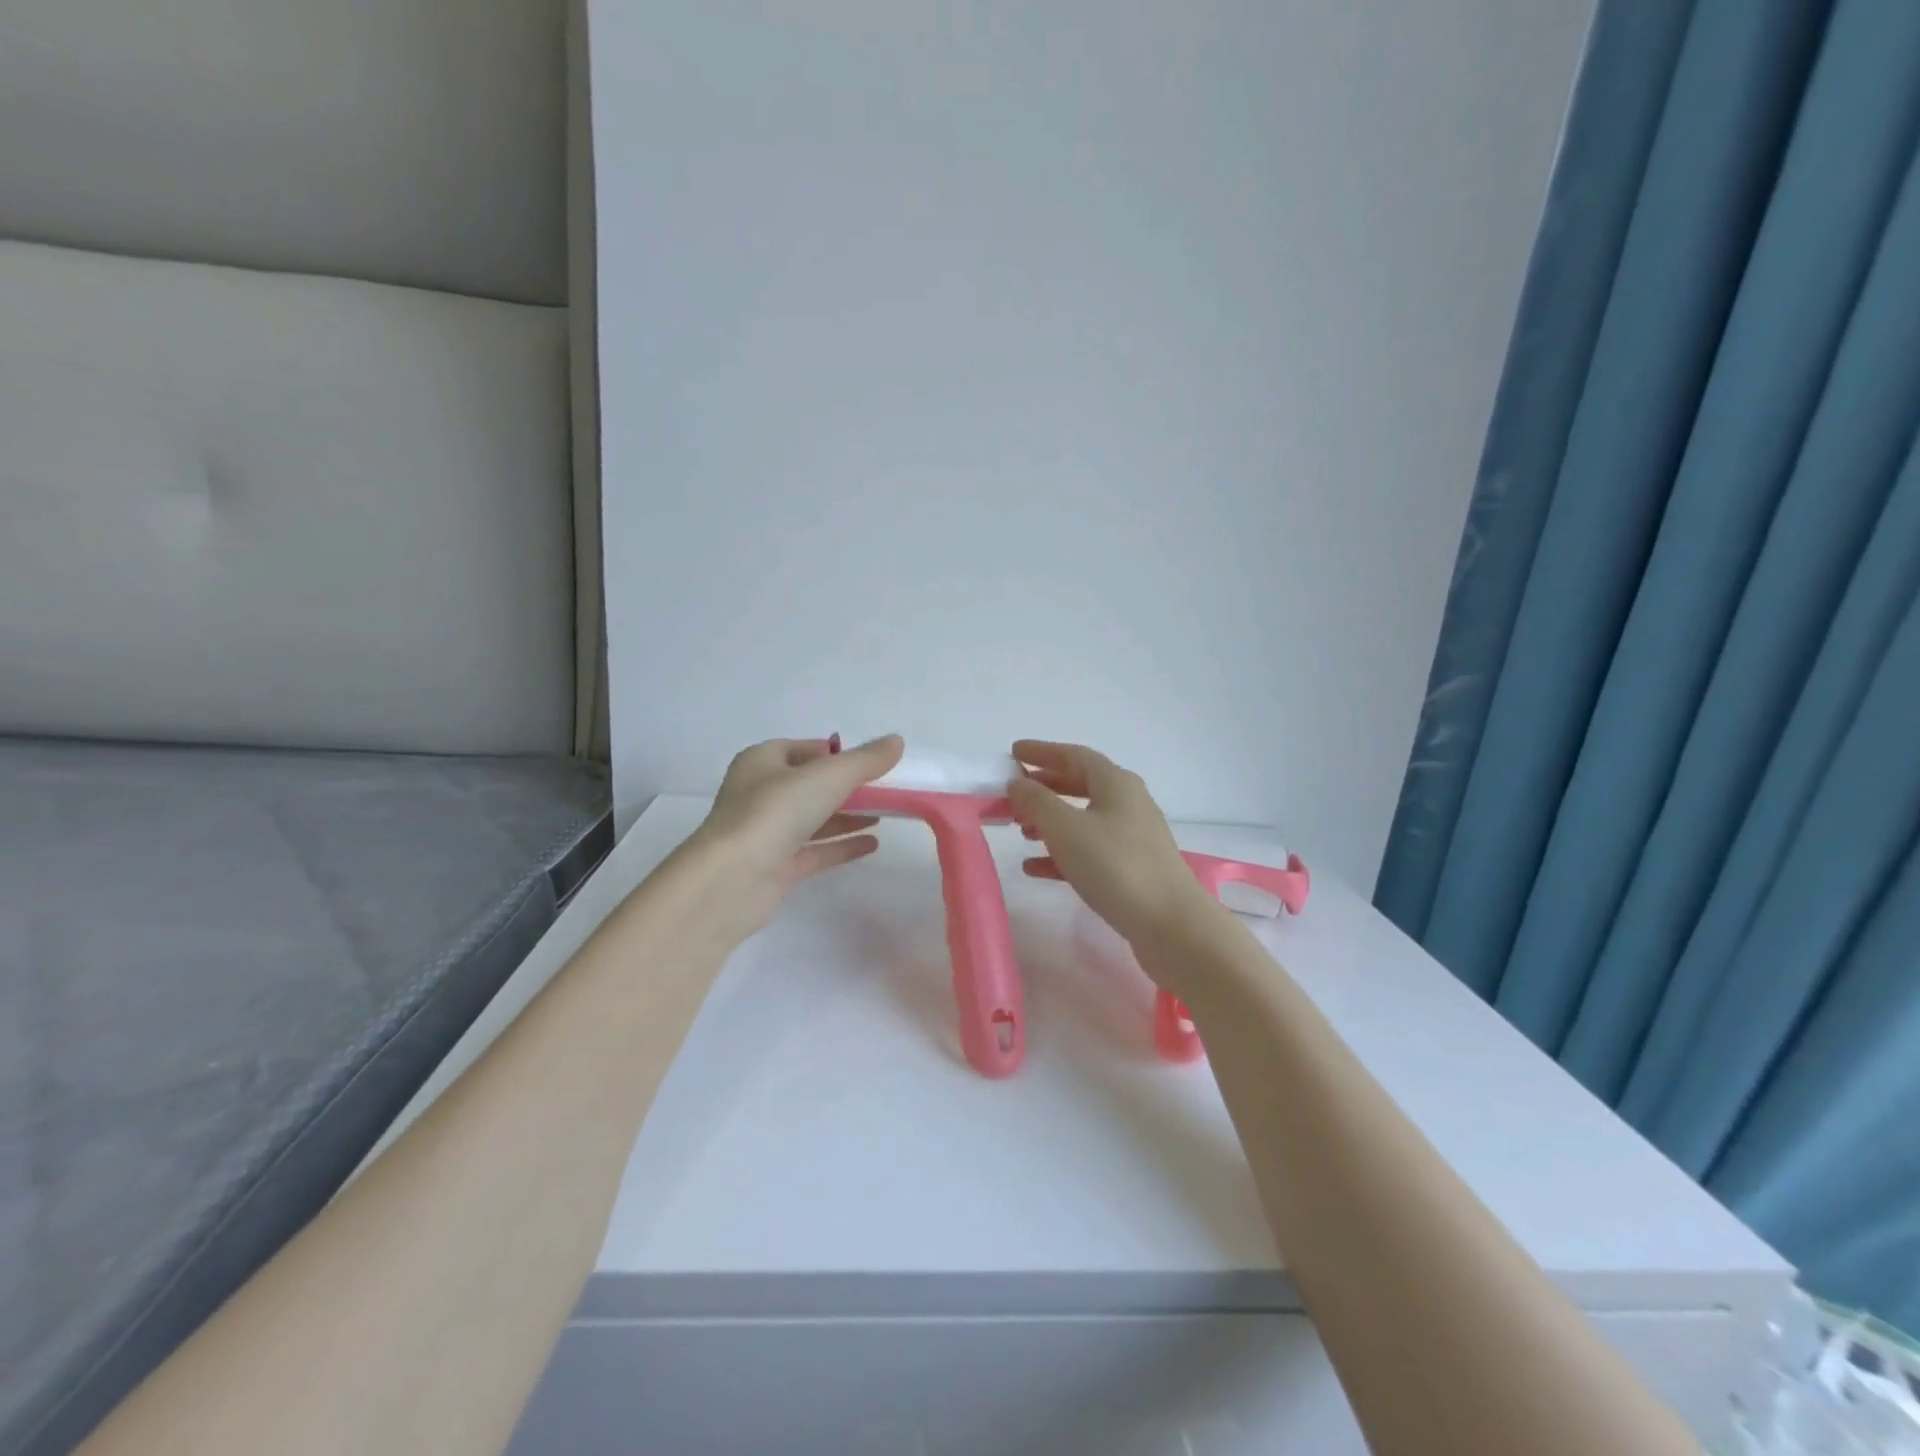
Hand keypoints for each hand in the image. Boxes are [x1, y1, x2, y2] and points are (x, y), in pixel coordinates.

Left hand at [683, 734, 904, 942]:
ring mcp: (767, 833)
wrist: (731, 879)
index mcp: (762, 762)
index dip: (835, 753)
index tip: (868, 762)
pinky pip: (815, 850)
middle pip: (810, 785)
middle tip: (884, 790)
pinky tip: (872, 844)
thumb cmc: (775, 812)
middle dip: (846, 788)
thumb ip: (865, 760)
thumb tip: (897, 741)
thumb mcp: (828, 776)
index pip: (802, 749)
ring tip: (885, 816)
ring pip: (813, 819)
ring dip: (847, 817)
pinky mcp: (775, 867)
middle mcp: (760, 794)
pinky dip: (841, 845)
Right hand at [1006, 741, 1219, 959]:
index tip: (1013, 752)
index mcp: (1115, 783)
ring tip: (1020, 830)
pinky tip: (1034, 867)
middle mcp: (1127, 803)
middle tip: (1013, 793)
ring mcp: (1132, 837)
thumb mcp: (1066, 828)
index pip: (1074, 755)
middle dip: (1045, 787)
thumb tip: (1018, 782)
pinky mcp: (1131, 869)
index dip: (1042, 752)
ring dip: (1050, 821)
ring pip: (1083, 819)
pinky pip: (1089, 851)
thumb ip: (1036, 801)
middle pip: (1080, 784)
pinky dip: (1061, 853)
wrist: (1170, 924)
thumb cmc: (1115, 865)